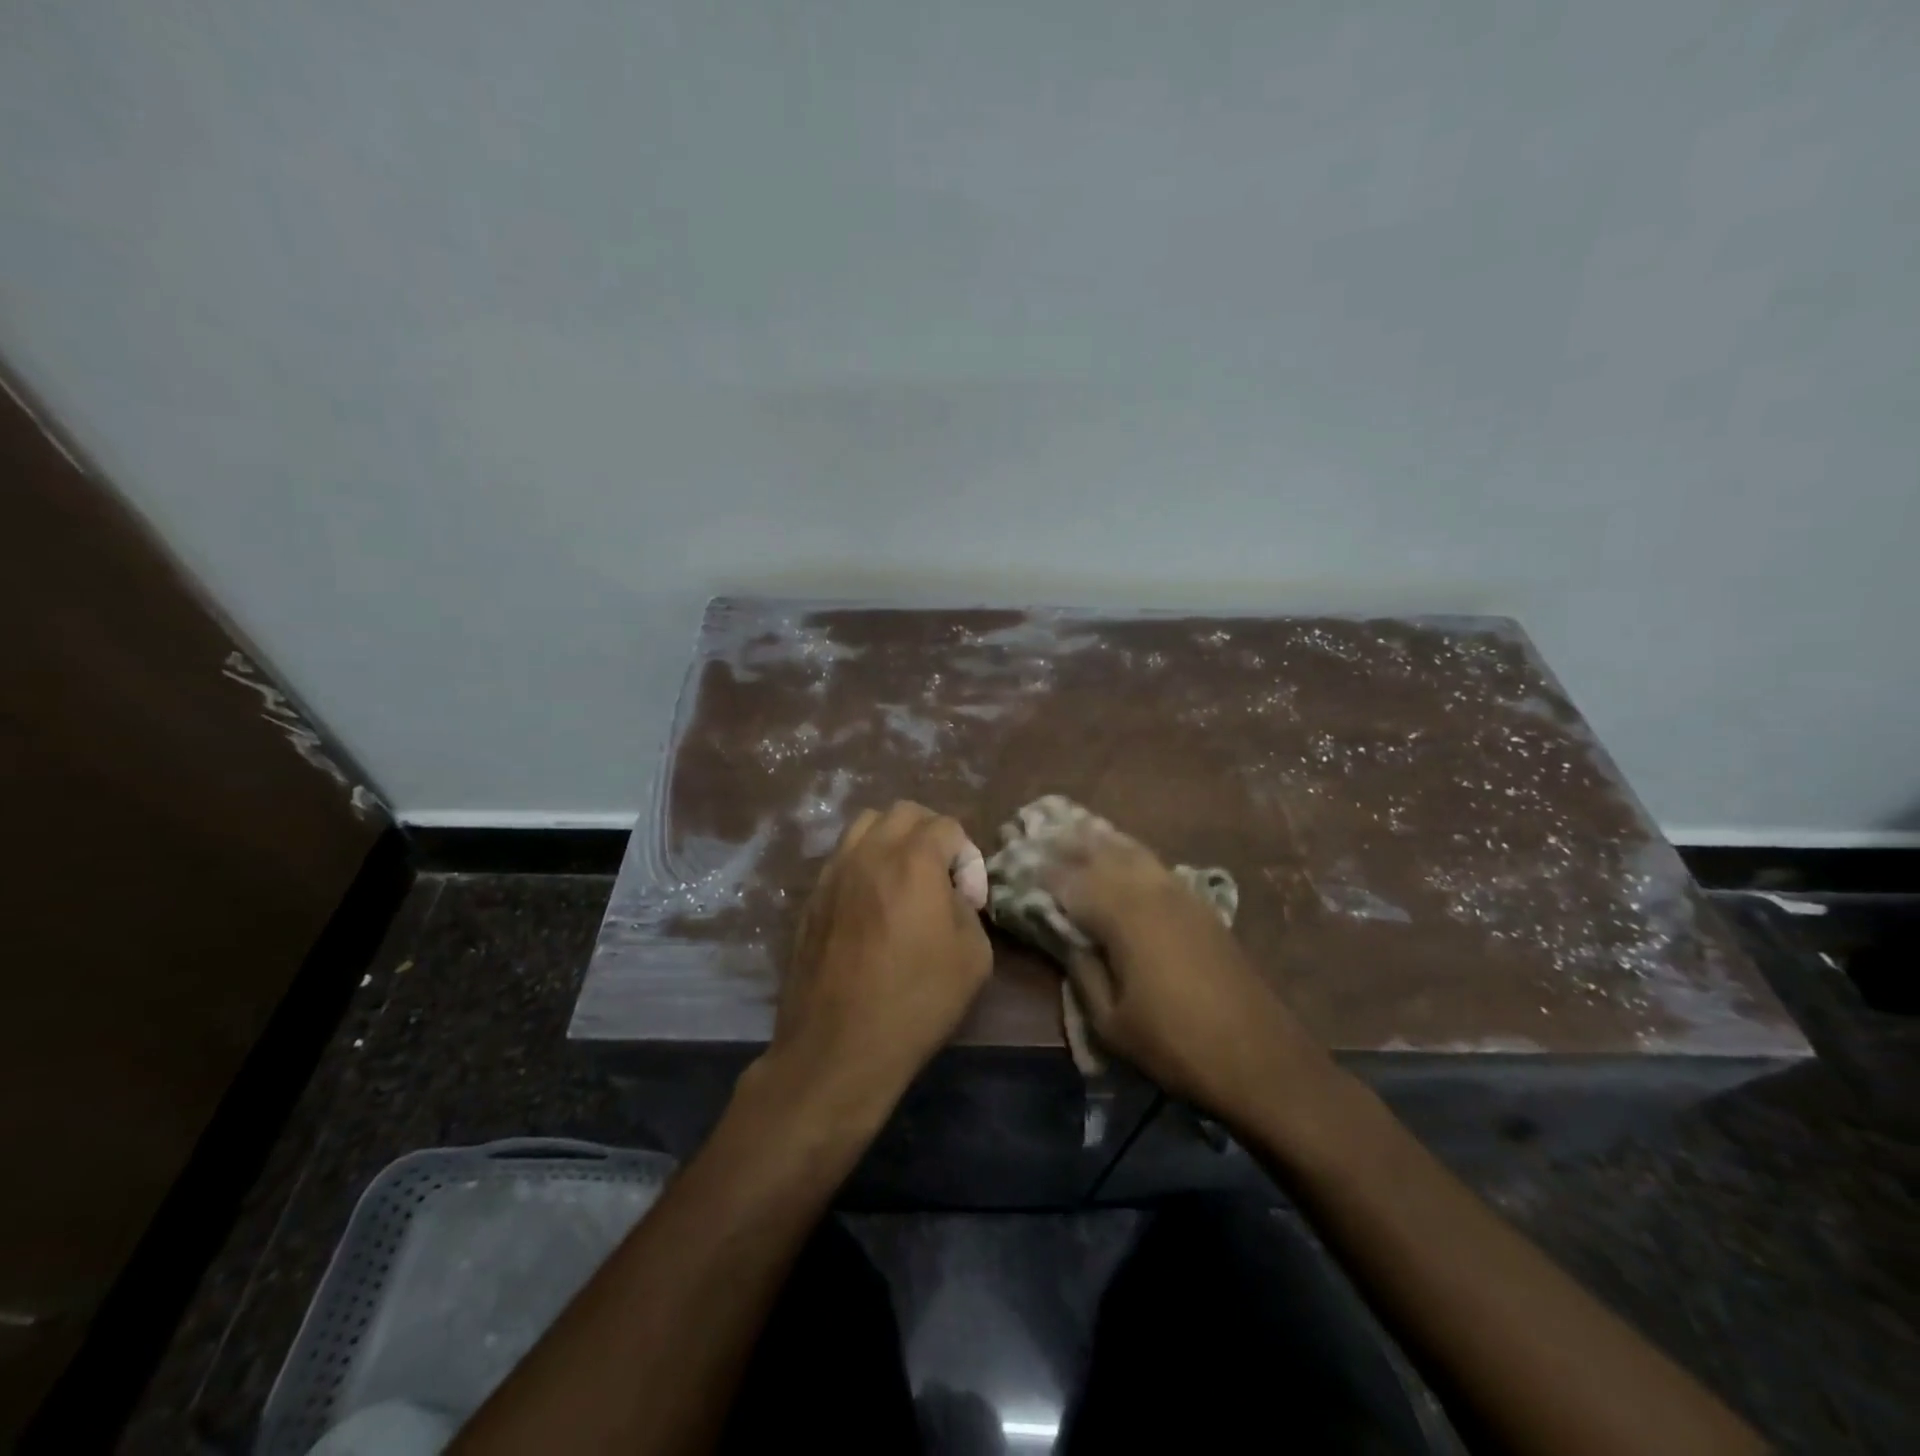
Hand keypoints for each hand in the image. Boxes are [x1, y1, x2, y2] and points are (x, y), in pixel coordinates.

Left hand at [764, 801, 992, 1122]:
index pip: (947, 826)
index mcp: (914, 861)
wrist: (839, 1046)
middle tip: (940, 876)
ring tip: (903, 880)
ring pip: (865, 825)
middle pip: (904, 813)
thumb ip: (968, 908)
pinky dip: (863, 863)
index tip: (969, 896)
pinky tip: (871, 903)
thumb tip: (952, 894)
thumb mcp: (973, 957)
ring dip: (892, 840)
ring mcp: (834, 872)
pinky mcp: (812, 896)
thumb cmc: (915, 1001)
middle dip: (930, 833)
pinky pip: (842, 857)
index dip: (967, 856)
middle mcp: (869, 853)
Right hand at [1041, 818, 1330, 1120]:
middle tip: (1035, 829)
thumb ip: (1082, 971)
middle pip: (1100, 852)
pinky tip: (1120, 850)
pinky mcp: (1200, 904)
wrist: (1261, 1058)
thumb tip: (1064, 935)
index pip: (1070, 880)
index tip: (1014, 859)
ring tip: (1070, 826)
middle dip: (1065, 841)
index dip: (1040, 870)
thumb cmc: (1177, 1046)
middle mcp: (1150, 891)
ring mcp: (1180, 893)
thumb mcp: (1111, 1023)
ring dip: (1097, 838)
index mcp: (1123, 917)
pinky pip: (1153, 862)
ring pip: (1130, 850)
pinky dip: (1128, 850)